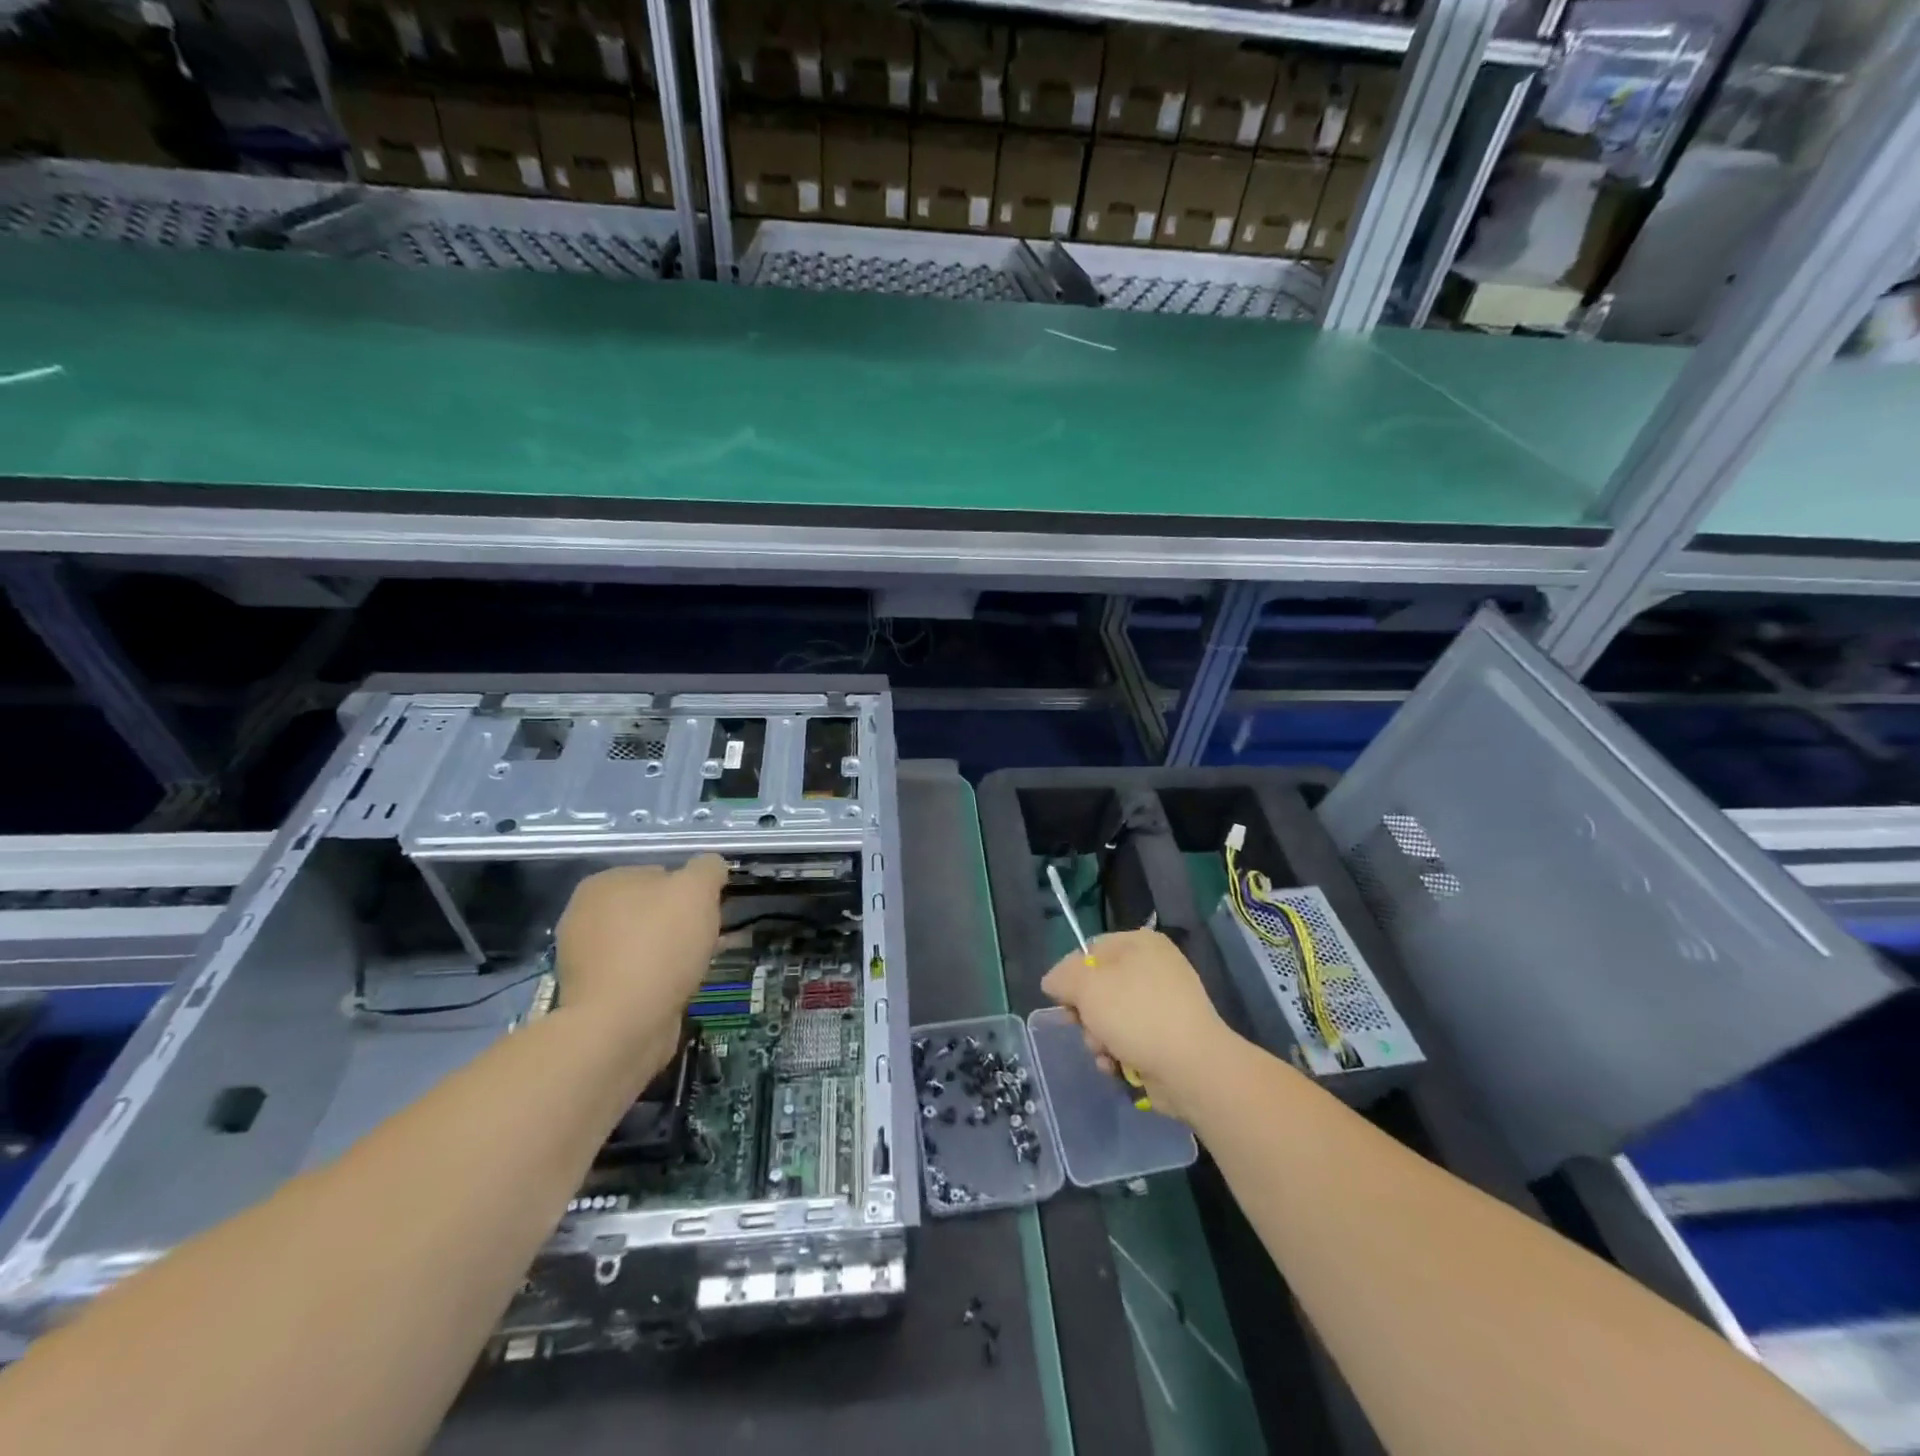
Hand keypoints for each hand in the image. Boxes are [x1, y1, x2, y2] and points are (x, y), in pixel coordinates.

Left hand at [555, 857, 725, 1076]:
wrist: (621, 1025)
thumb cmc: (659, 946)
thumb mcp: (697, 889)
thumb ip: (707, 868)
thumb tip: (711, 867)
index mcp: (603, 883)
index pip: (660, 873)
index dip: (691, 891)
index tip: (709, 912)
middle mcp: (584, 915)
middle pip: (652, 909)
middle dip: (681, 922)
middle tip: (707, 940)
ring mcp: (584, 957)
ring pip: (645, 943)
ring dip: (672, 952)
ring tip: (696, 968)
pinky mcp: (592, 993)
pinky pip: (636, 974)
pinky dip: (657, 979)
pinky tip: (676, 990)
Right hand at [1040, 929, 1232, 1117]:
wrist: (1193, 1068)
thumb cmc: (1137, 1016)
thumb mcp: (1087, 987)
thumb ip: (1063, 977)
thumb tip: (1053, 981)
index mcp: (1140, 944)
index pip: (1089, 950)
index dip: (1070, 975)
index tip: (1063, 1001)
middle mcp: (1155, 967)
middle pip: (1099, 987)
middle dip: (1086, 1014)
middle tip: (1084, 1028)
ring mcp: (1164, 1004)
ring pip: (1111, 1017)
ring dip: (1099, 1038)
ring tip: (1105, 1053)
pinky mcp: (1169, 1037)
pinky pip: (1130, 1039)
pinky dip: (1119, 1053)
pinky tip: (1117, 1066)